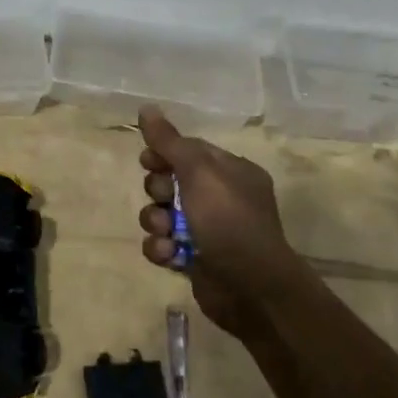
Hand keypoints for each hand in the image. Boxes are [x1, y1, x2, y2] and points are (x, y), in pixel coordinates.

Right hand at [137, 106, 296, 335]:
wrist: (252, 290)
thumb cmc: (229, 221)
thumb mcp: (199, 172)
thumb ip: (169, 141)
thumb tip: (146, 107)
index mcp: (230, 172)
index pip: (189, 150)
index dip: (163, 153)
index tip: (147, 160)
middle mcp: (220, 198)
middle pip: (170, 181)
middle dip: (157, 190)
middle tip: (163, 199)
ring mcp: (207, 230)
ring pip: (162, 214)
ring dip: (156, 222)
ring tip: (167, 233)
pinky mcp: (194, 259)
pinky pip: (164, 244)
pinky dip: (161, 248)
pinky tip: (169, 256)